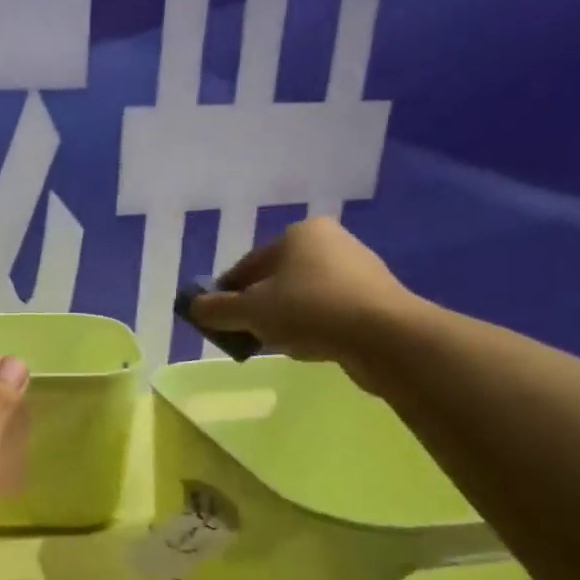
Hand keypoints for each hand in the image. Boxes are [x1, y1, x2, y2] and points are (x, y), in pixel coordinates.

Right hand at [190, 218, 418, 388]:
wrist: (384, 336)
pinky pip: (328, 311)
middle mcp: (330, 242)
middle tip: (244, 334)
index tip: (216, 319)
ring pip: (302, 296)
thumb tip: (194, 307)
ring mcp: (357, 269)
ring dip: (283, 319)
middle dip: (257, 307)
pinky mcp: (375, 298)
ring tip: (274, 344)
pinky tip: (307, 347)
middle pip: (276, 279)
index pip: (248, 265)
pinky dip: (311, 326)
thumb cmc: (309, 310)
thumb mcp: (250, 311)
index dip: (226, 293)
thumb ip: (217, 309)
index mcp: (298, 233)